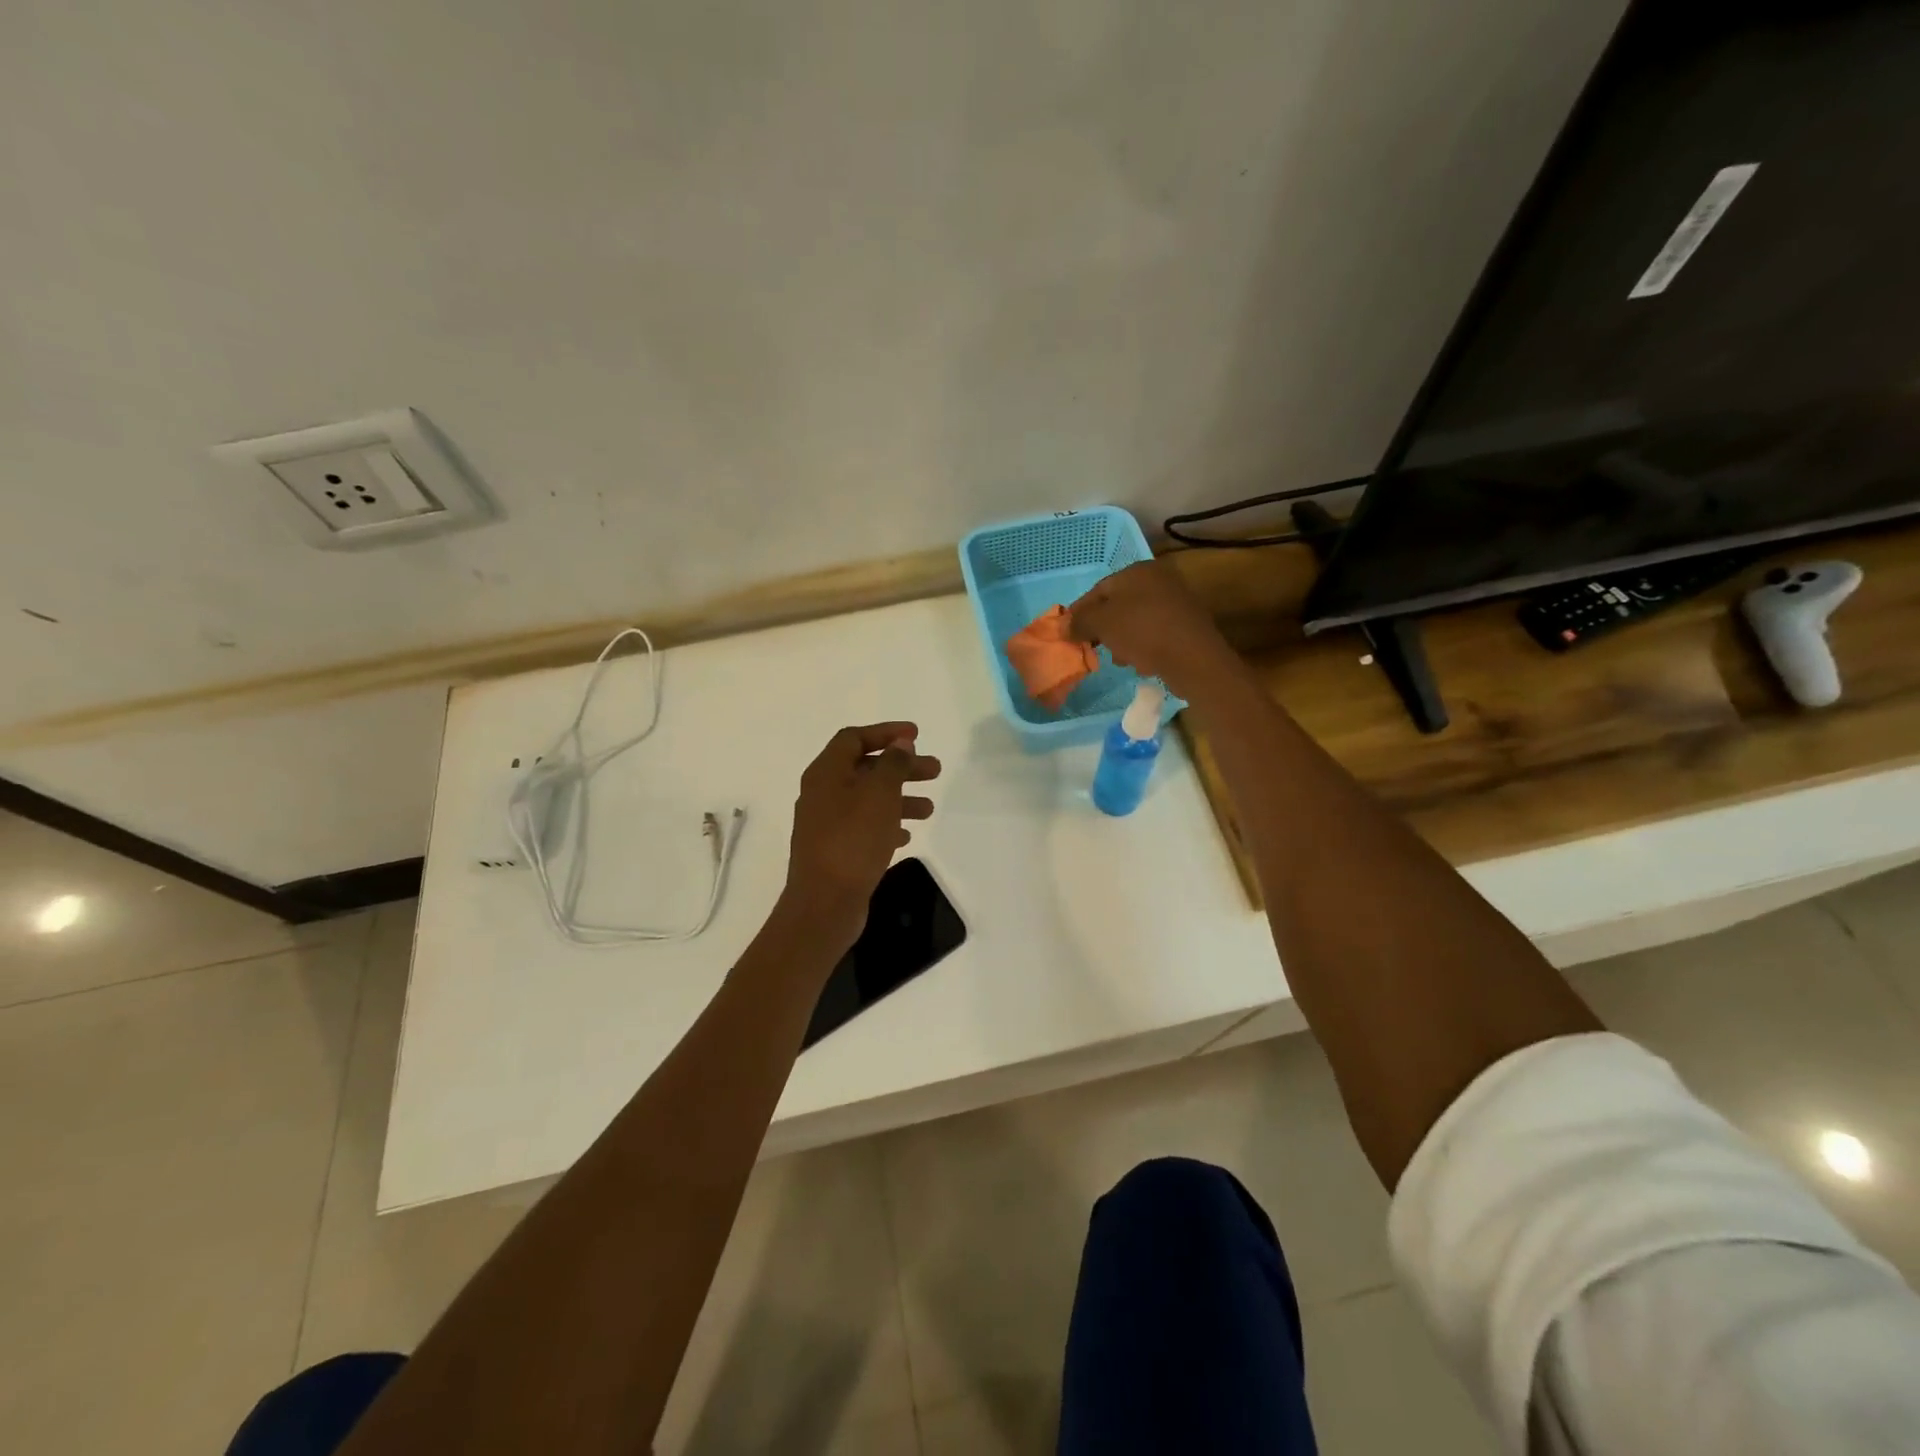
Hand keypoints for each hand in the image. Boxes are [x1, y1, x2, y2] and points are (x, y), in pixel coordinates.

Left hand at [781, 723, 941, 943]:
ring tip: (929, 809)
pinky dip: (886, 824)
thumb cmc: (853, 840)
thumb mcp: (879, 794)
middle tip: (935, 771)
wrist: (824, 903)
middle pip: (865, 768)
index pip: (854, 738)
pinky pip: (864, 826)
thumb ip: (893, 764)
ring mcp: (826, 823)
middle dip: (901, 767)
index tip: (916, 735)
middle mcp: (822, 793)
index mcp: (826, 773)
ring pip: (868, 799)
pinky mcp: (834, 849)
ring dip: (899, 797)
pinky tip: (907, 836)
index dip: (886, 732)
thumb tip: (900, 744)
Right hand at [1067, 561, 1241, 699]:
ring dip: (1122, 639)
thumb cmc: (1142, 631)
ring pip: (1136, 621)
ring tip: (1119, 659)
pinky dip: (1143, 645)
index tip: (1068, 632)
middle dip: (1103, 628)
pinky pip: (1154, 633)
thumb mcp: (1101, 624)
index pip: (1099, 589)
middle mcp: (1159, 579)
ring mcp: (1176, 602)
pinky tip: (1140, 662)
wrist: (1193, 658)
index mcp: (1138, 570)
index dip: (1080, 612)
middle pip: (1119, 605)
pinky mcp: (1187, 626)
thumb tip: (1064, 626)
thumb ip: (1079, 621)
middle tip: (1092, 647)